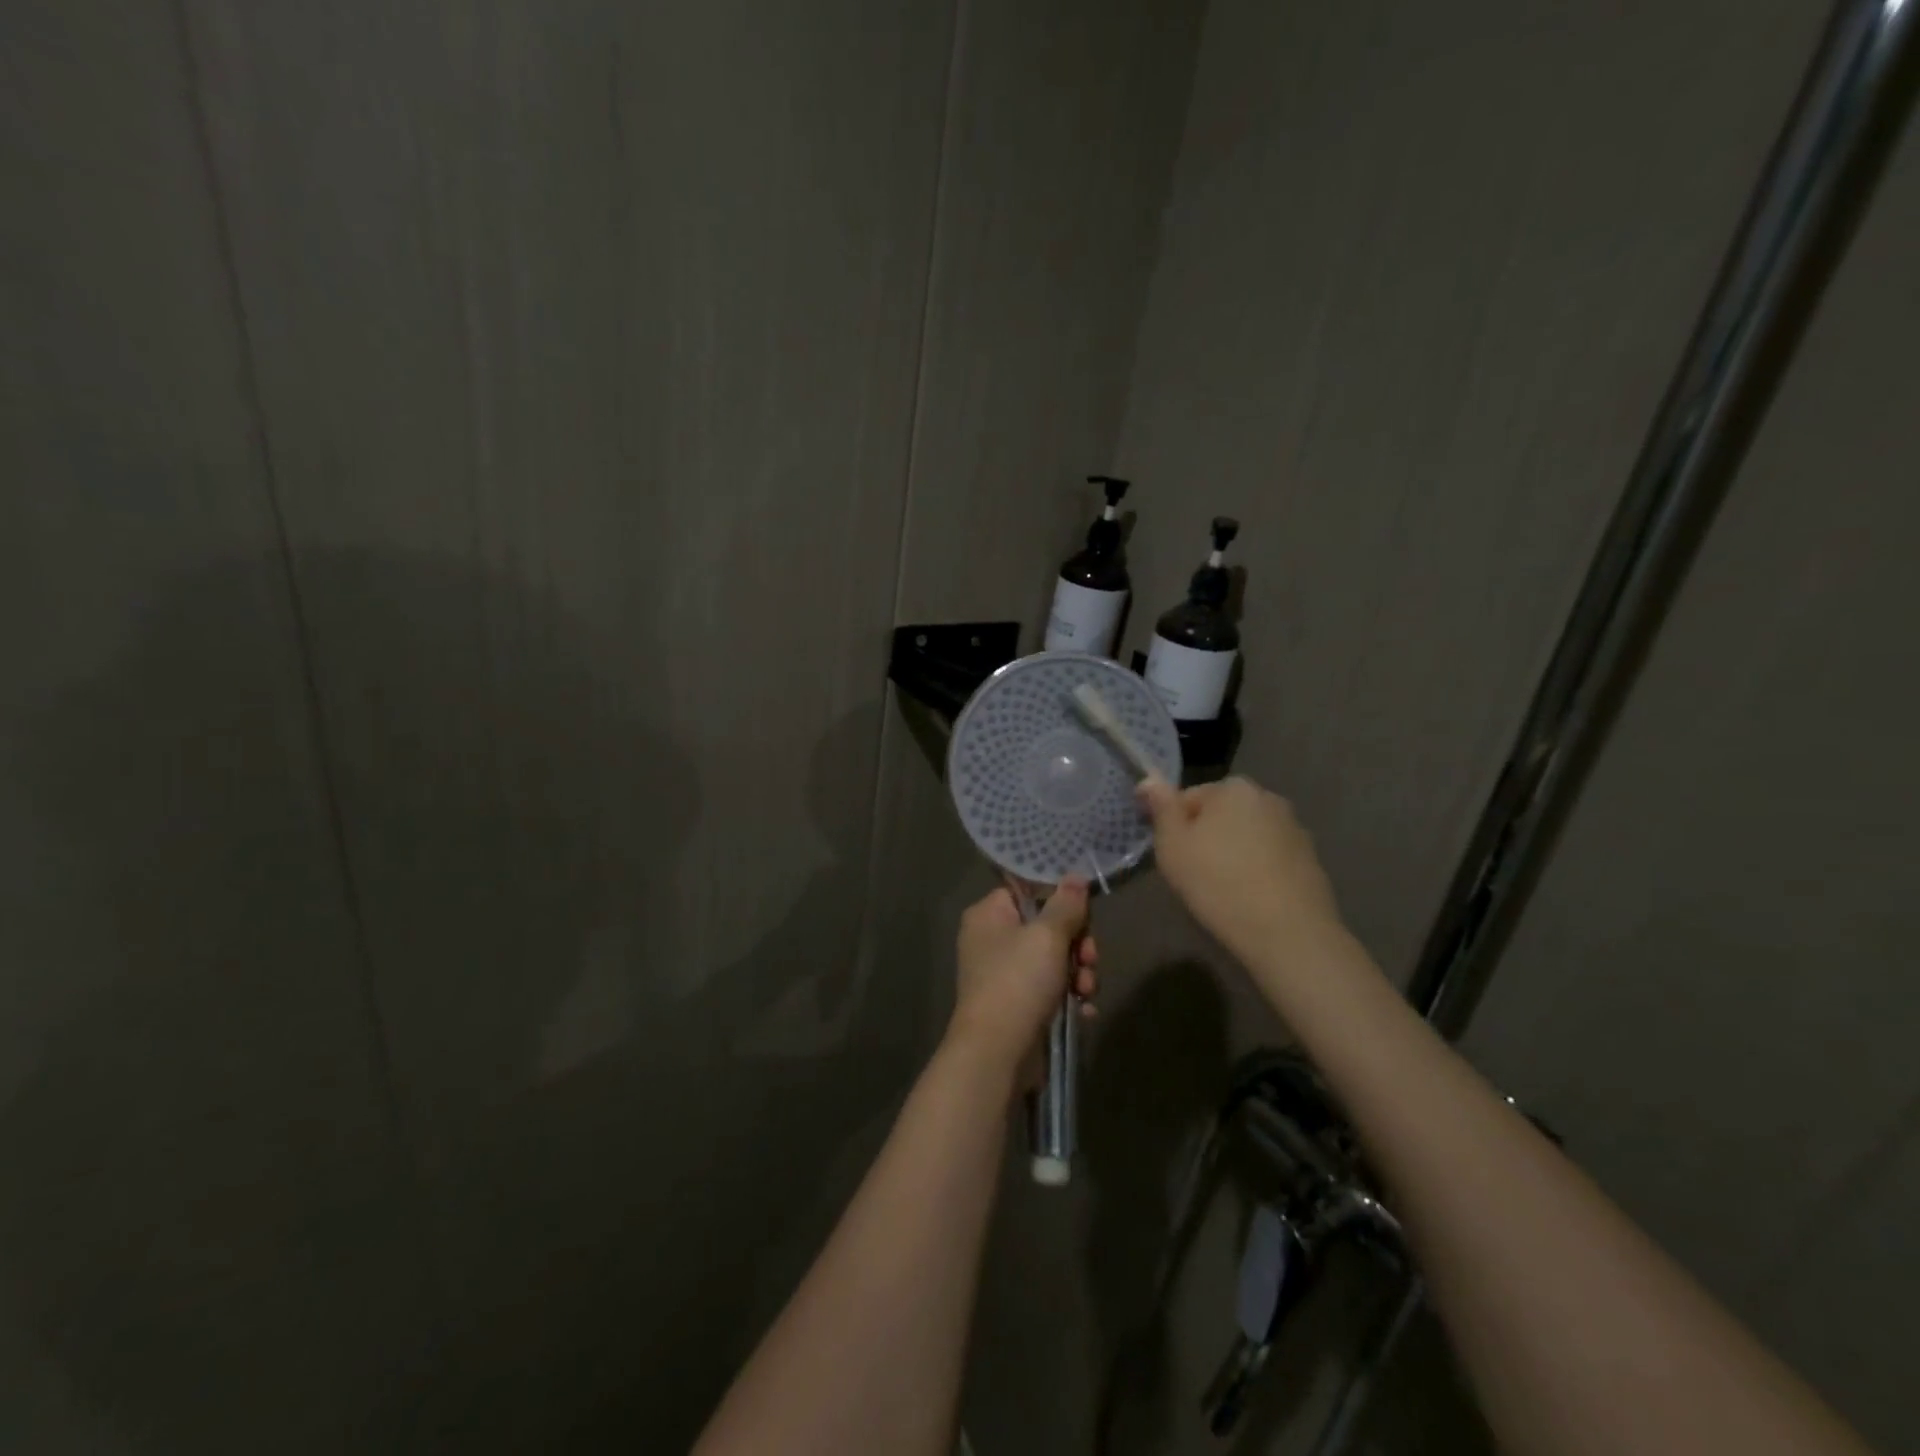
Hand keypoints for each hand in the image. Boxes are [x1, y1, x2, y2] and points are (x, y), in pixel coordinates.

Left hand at [948, 879, 1097, 1080]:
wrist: (997, 1053)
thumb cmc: (1018, 982)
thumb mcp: (1047, 936)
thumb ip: (1065, 905)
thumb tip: (1075, 876)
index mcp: (988, 915)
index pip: (1028, 892)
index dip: (1059, 902)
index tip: (1084, 915)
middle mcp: (992, 941)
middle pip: (1047, 927)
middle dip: (1077, 945)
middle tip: (1090, 959)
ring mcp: (1004, 976)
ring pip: (1054, 961)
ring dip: (1079, 974)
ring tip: (1087, 990)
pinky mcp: (1018, 1006)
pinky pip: (1050, 991)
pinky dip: (1069, 998)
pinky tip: (1084, 1011)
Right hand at [1137, 776, 1343, 962]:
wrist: (1288, 934)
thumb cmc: (1219, 884)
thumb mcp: (1172, 845)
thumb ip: (1161, 807)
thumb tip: (1149, 778)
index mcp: (1233, 788)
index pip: (1188, 798)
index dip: (1174, 828)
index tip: (1173, 858)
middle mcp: (1268, 798)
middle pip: (1220, 814)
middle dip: (1206, 837)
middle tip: (1194, 875)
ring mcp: (1295, 828)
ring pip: (1247, 836)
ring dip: (1233, 853)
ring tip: (1224, 890)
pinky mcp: (1311, 859)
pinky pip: (1270, 858)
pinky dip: (1258, 870)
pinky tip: (1251, 899)